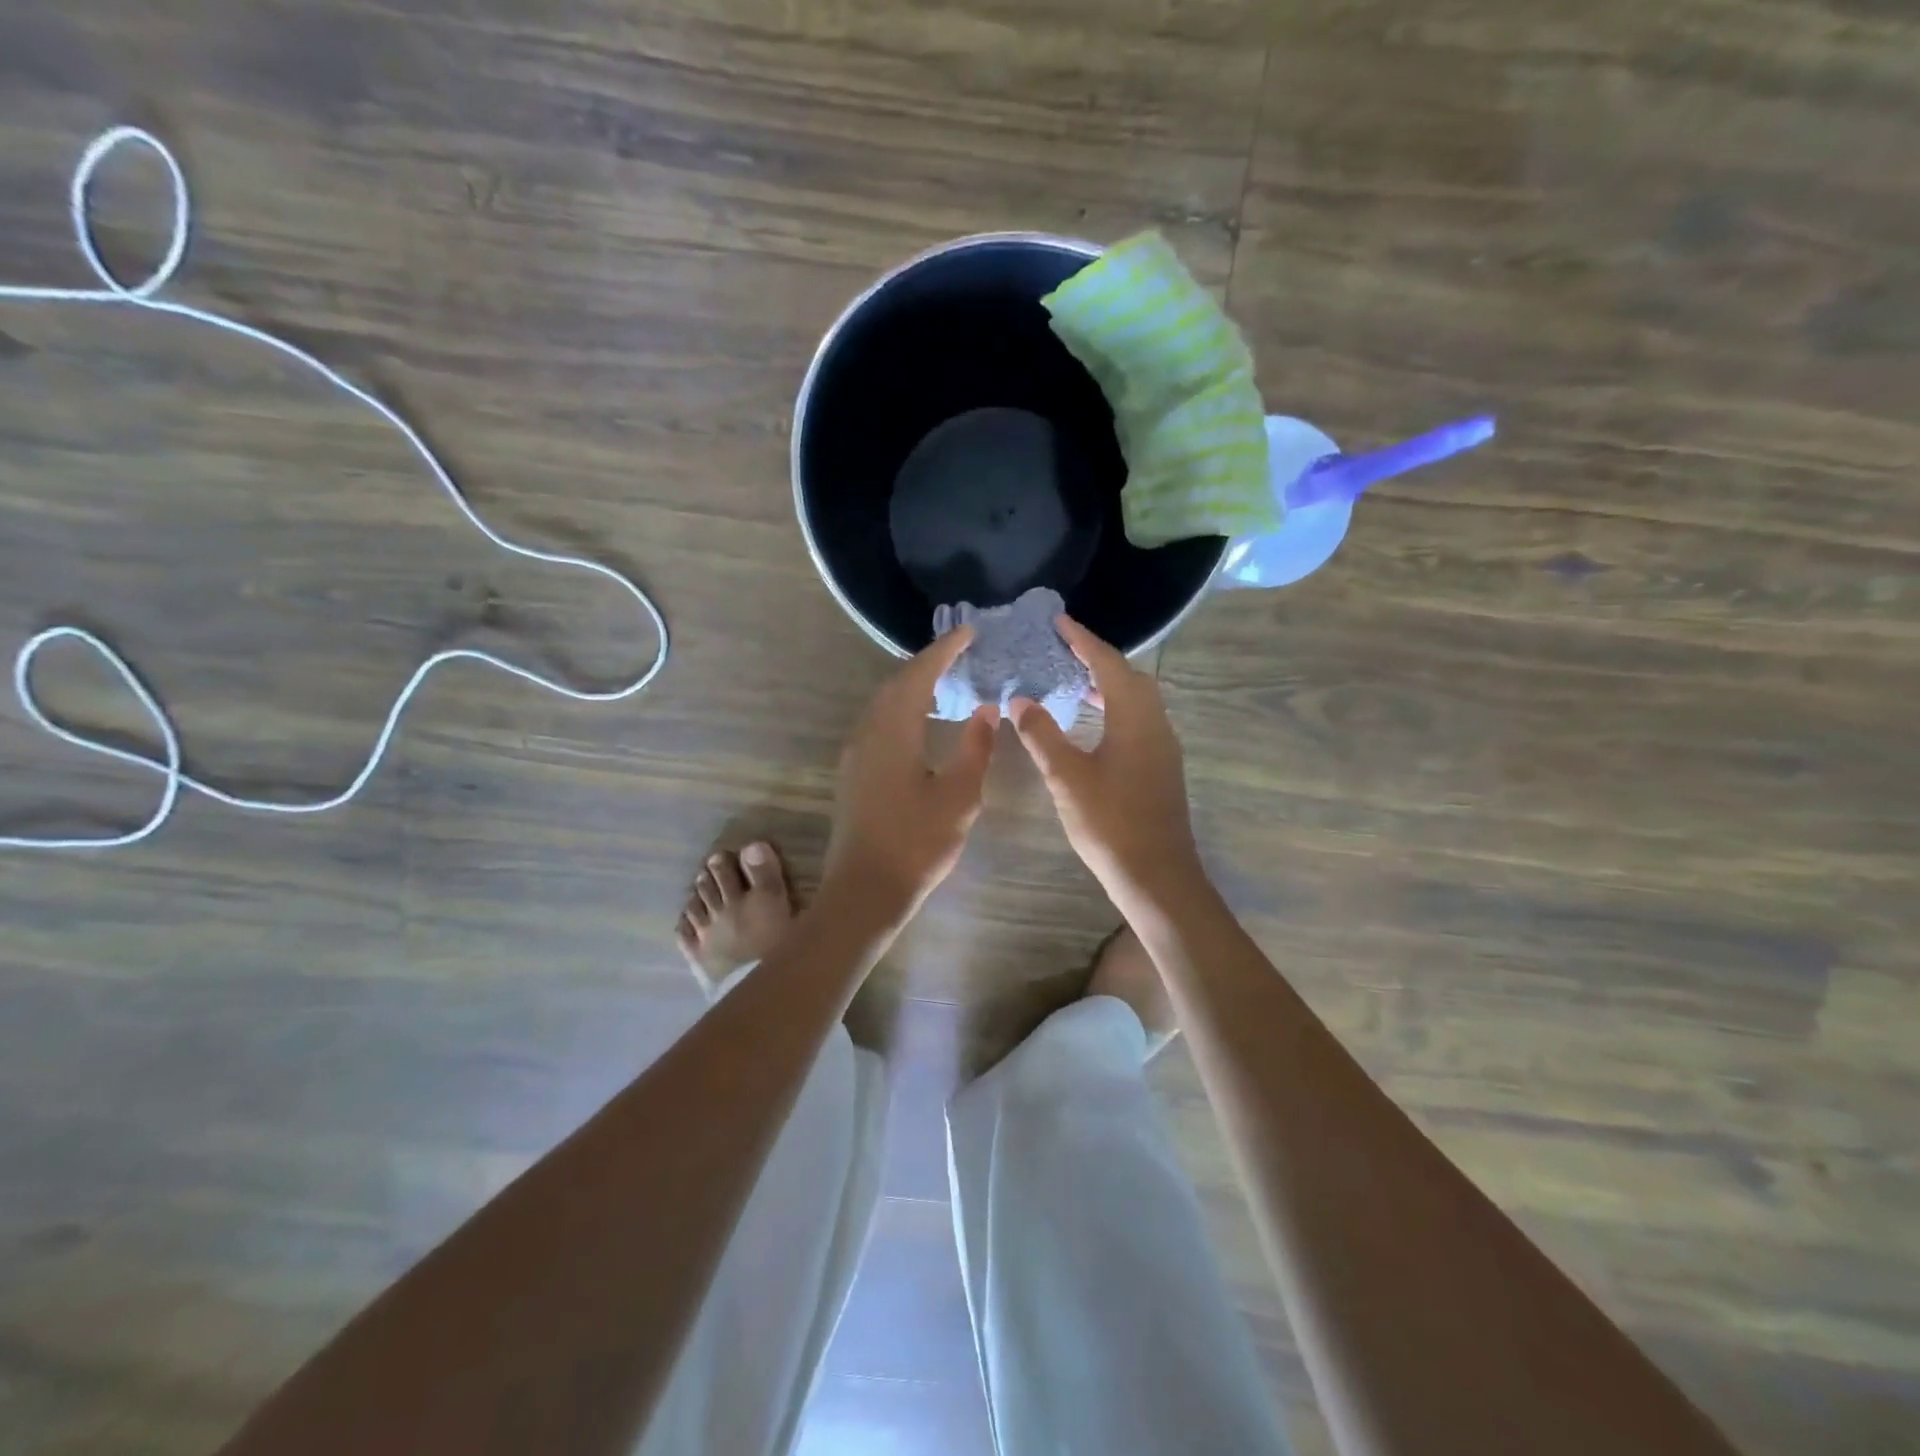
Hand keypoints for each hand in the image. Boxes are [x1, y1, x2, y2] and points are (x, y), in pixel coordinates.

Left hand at [822, 627, 997, 922]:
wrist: (865, 890)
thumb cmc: (917, 842)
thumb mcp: (959, 795)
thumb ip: (975, 747)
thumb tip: (986, 710)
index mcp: (893, 730)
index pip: (919, 674)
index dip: (944, 650)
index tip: (969, 632)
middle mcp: (868, 732)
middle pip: (896, 683)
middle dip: (927, 663)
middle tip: (959, 653)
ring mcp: (855, 753)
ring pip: (883, 703)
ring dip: (912, 686)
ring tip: (944, 681)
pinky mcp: (853, 772)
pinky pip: (878, 723)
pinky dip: (901, 709)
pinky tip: (920, 722)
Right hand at [1010, 616, 1203, 916]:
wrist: (1157, 876)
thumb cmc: (1110, 823)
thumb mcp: (1066, 778)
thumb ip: (1042, 735)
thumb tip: (1021, 701)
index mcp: (1135, 718)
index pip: (1108, 665)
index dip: (1083, 641)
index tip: (1059, 622)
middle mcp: (1156, 724)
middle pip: (1129, 677)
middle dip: (1097, 659)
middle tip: (1063, 651)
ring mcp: (1163, 747)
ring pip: (1137, 700)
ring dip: (1108, 684)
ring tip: (1073, 682)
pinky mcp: (1162, 767)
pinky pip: (1139, 720)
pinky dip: (1115, 708)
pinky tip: (1093, 725)